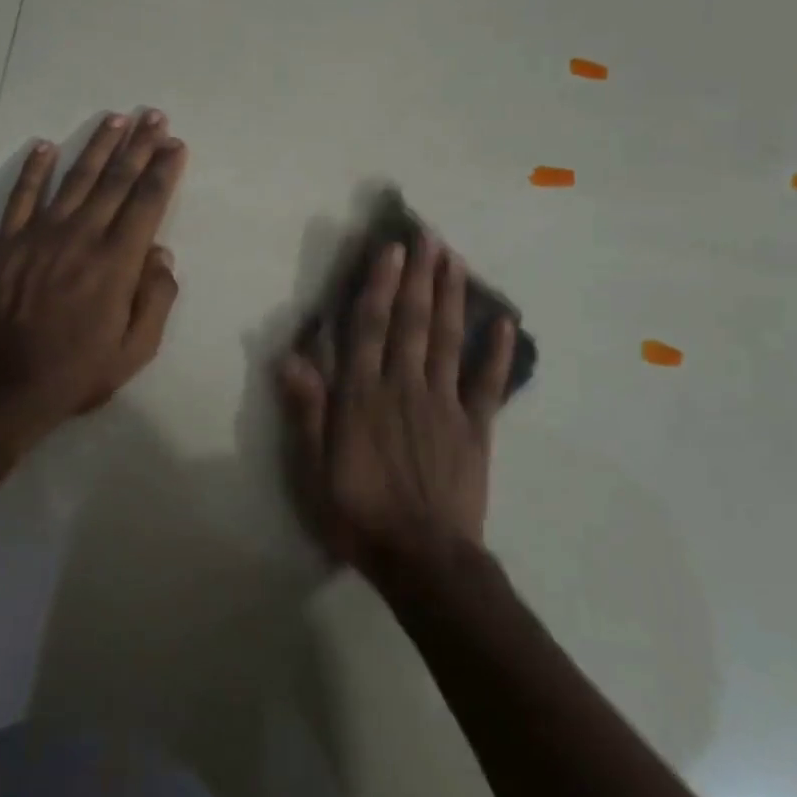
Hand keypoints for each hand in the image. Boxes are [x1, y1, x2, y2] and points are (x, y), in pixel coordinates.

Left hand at [0, 110, 186, 448]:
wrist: (3, 387)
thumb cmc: (77, 373)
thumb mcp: (135, 350)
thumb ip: (156, 299)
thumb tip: (161, 253)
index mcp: (116, 263)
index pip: (147, 203)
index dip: (164, 170)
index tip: (176, 144)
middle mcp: (81, 237)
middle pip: (115, 180)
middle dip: (138, 145)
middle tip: (153, 115)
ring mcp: (40, 236)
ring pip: (74, 179)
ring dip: (97, 146)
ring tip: (115, 119)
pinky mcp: (7, 244)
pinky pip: (21, 197)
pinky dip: (33, 170)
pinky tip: (44, 146)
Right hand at [279, 235, 515, 580]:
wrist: (423, 559)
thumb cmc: (358, 513)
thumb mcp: (313, 468)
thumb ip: (307, 410)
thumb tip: (290, 357)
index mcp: (363, 395)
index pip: (371, 328)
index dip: (380, 285)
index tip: (392, 249)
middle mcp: (405, 387)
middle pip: (413, 322)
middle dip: (420, 276)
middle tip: (430, 236)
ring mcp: (445, 404)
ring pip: (448, 340)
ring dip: (453, 298)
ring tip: (457, 261)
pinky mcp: (475, 428)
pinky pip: (488, 384)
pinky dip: (498, 353)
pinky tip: (506, 323)